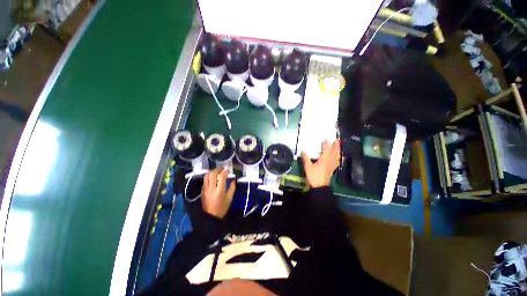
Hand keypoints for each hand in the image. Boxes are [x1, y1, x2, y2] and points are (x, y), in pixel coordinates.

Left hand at [201, 167, 235, 218]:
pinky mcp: (202, 191)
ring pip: (207, 176)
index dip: (225, 171)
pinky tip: (213, 177)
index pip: (221, 176)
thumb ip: (232, 188)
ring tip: (217, 171)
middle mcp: (211, 188)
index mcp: (219, 190)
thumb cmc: (222, 208)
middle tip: (222, 168)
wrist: (210, 217)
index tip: (228, 170)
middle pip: (212, 174)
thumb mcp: (230, 198)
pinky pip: (205, 180)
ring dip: (212, 171)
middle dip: (218, 169)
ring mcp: (205, 189)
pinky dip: (209, 176)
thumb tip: (233, 180)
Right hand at [301, 139, 340, 187]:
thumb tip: (303, 151)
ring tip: (339, 146)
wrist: (320, 186)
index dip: (327, 143)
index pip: (327, 149)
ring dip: (338, 150)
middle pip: (334, 152)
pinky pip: (337, 162)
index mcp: (324, 159)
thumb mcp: (308, 166)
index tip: (327, 138)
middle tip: (337, 140)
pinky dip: (339, 158)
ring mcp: (332, 165)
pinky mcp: (333, 169)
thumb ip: (305, 158)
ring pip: (337, 156)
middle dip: (336, 145)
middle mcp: (330, 161)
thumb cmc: (314, 176)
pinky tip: (339, 158)